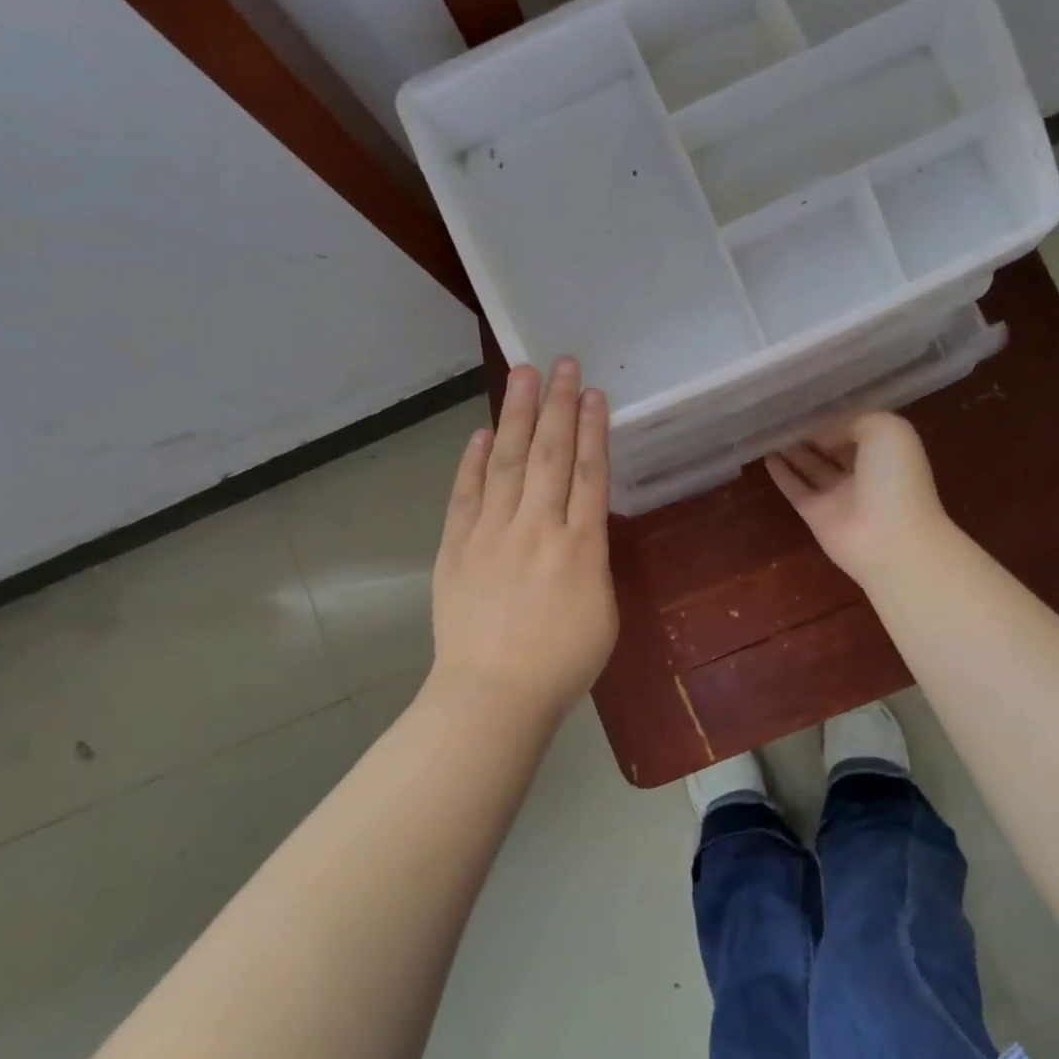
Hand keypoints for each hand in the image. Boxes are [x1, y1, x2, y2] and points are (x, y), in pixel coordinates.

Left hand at [429, 359, 617, 726]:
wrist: (493, 694)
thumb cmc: (561, 664)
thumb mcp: (601, 611)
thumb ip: (592, 559)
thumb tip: (579, 527)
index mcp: (581, 546)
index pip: (589, 472)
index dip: (592, 429)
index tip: (593, 394)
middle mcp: (537, 527)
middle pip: (550, 454)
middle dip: (557, 405)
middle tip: (562, 364)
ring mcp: (492, 533)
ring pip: (508, 462)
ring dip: (516, 415)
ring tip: (523, 375)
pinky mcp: (457, 546)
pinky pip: (467, 494)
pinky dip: (474, 461)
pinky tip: (482, 433)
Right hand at [766, 412, 947, 587]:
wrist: (891, 539)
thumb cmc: (895, 478)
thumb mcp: (885, 429)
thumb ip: (851, 422)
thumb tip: (821, 435)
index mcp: (885, 450)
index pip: (855, 428)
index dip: (833, 416)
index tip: (808, 403)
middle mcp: (863, 471)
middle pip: (832, 448)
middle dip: (812, 433)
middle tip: (783, 415)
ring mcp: (839, 495)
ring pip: (812, 467)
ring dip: (794, 451)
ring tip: (769, 432)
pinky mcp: (816, 515)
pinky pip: (796, 489)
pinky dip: (782, 475)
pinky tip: (766, 458)